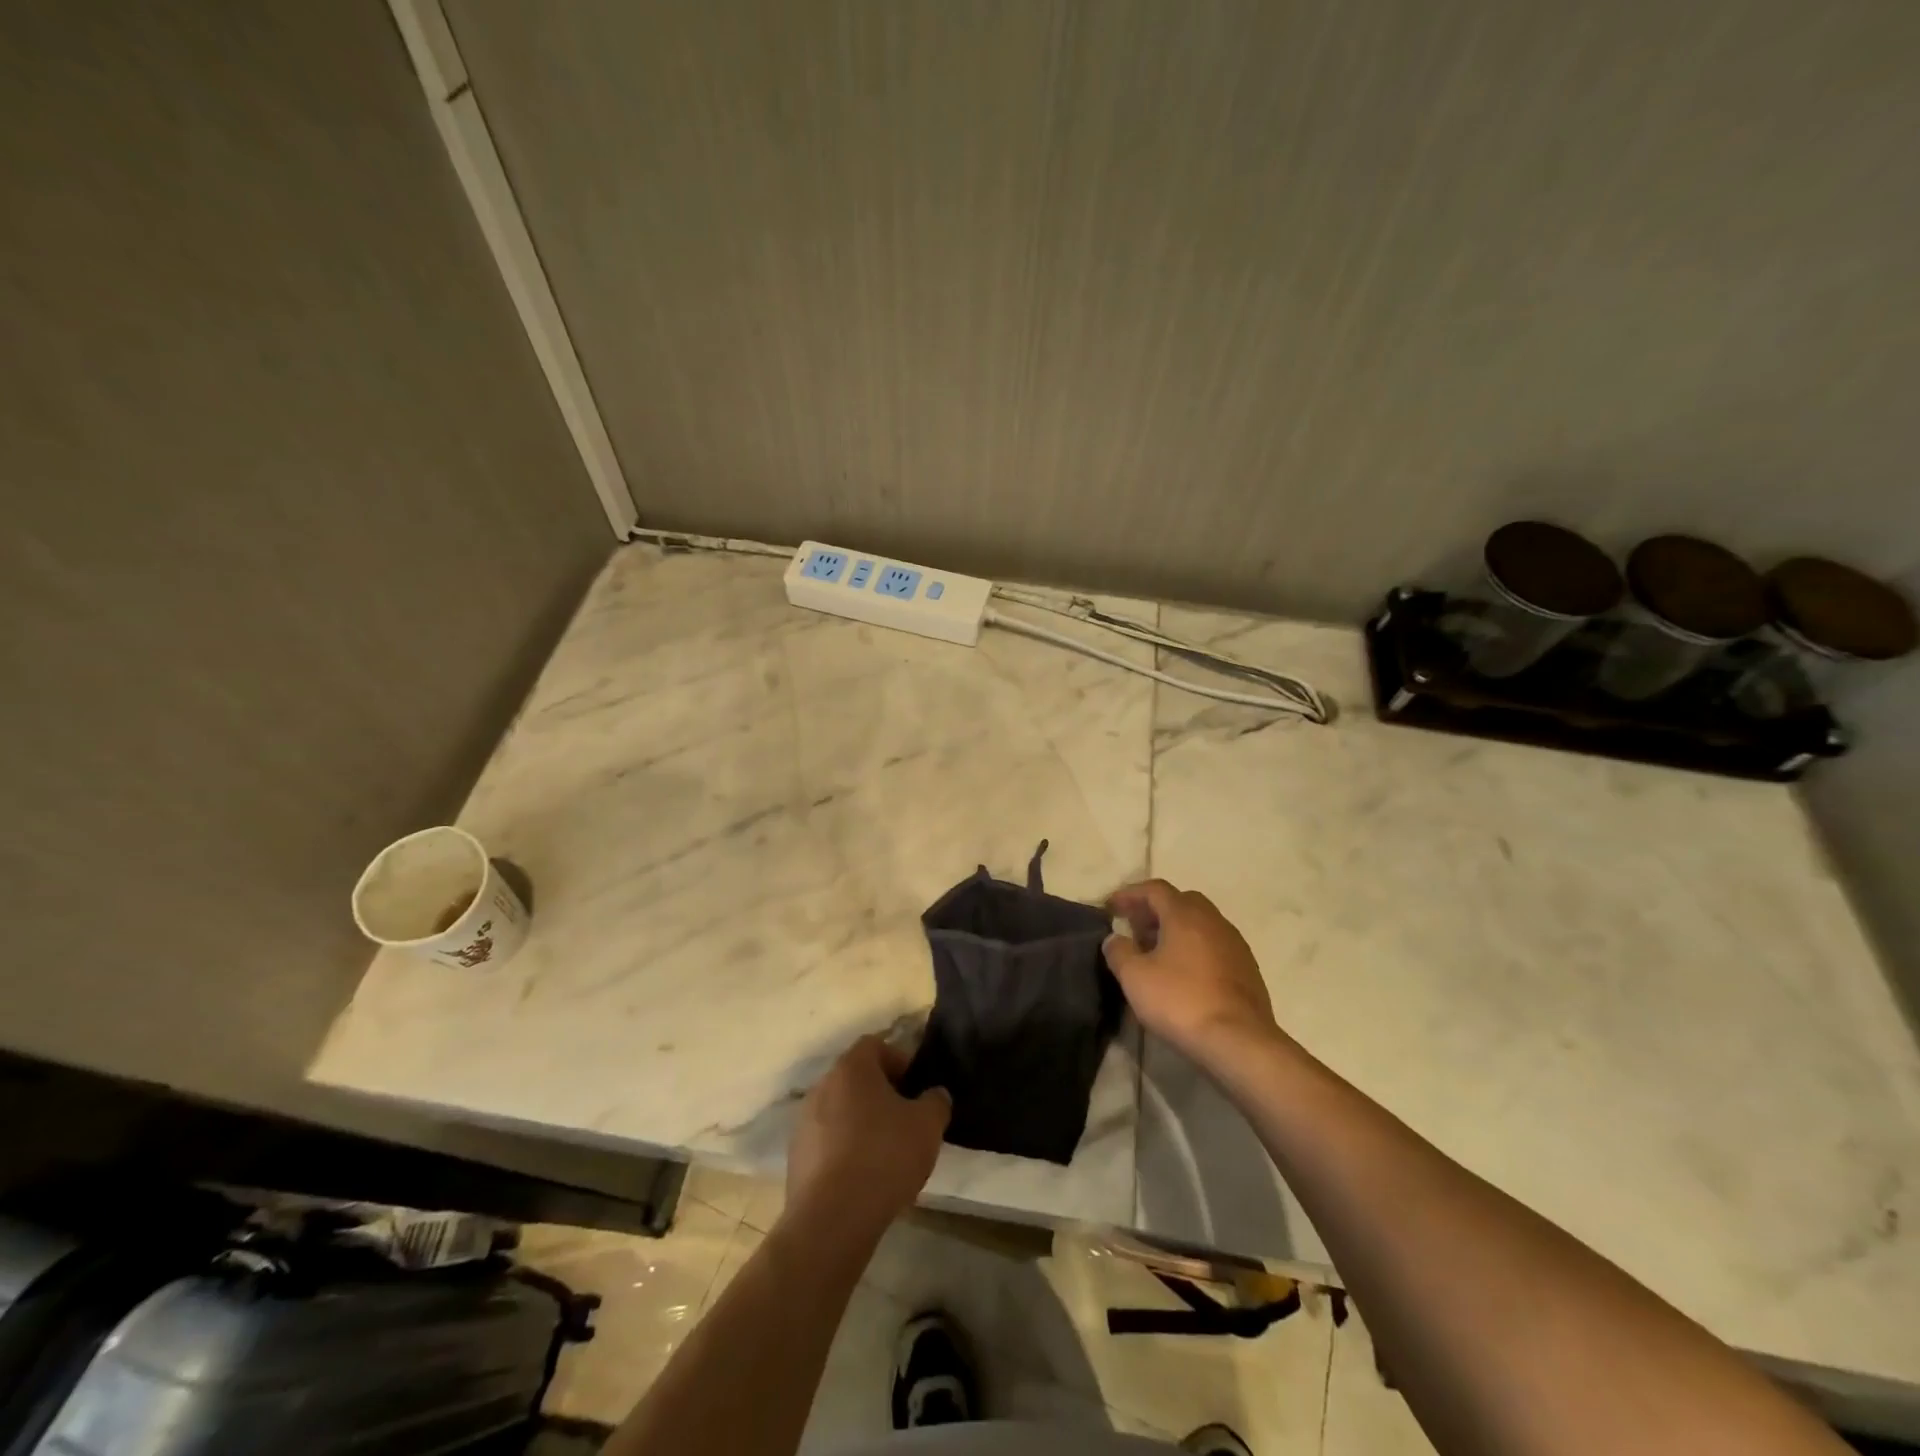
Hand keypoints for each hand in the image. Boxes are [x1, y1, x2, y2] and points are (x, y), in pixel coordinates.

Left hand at [786, 1035, 951, 1240]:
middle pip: (856, 1078)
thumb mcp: (927, 1126)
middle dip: (881, 1094)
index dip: (899, 1061)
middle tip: (905, 1119)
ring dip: (861, 1123)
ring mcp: (804, 1122)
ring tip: (885, 1153)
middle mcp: (822, 1086)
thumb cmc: (884, 1157)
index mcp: (851, 1068)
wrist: (832, 1219)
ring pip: (840, 1110)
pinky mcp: (796, 1157)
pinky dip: (844, 1150)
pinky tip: (863, 1177)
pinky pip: (827, 1141)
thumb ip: (936, 1101)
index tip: (915, 1088)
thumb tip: (934, 1095)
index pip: (875, 1046)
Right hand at [1104, 879, 1280, 1066]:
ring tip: (1156, 954)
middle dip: (1155, 911)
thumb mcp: (1135, 977)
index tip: (1111, 909)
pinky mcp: (1247, 969)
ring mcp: (1235, 944)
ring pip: (1200, 924)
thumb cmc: (1180, 1001)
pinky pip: (1214, 945)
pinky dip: (1194, 949)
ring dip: (1176, 930)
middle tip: (1135, 930)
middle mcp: (1213, 920)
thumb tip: (1114, 939)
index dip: (1130, 895)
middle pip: (1181, 902)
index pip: (1155, 889)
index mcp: (1185, 915)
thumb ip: (1119, 951)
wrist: (1239, 1041)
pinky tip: (1184, 974)